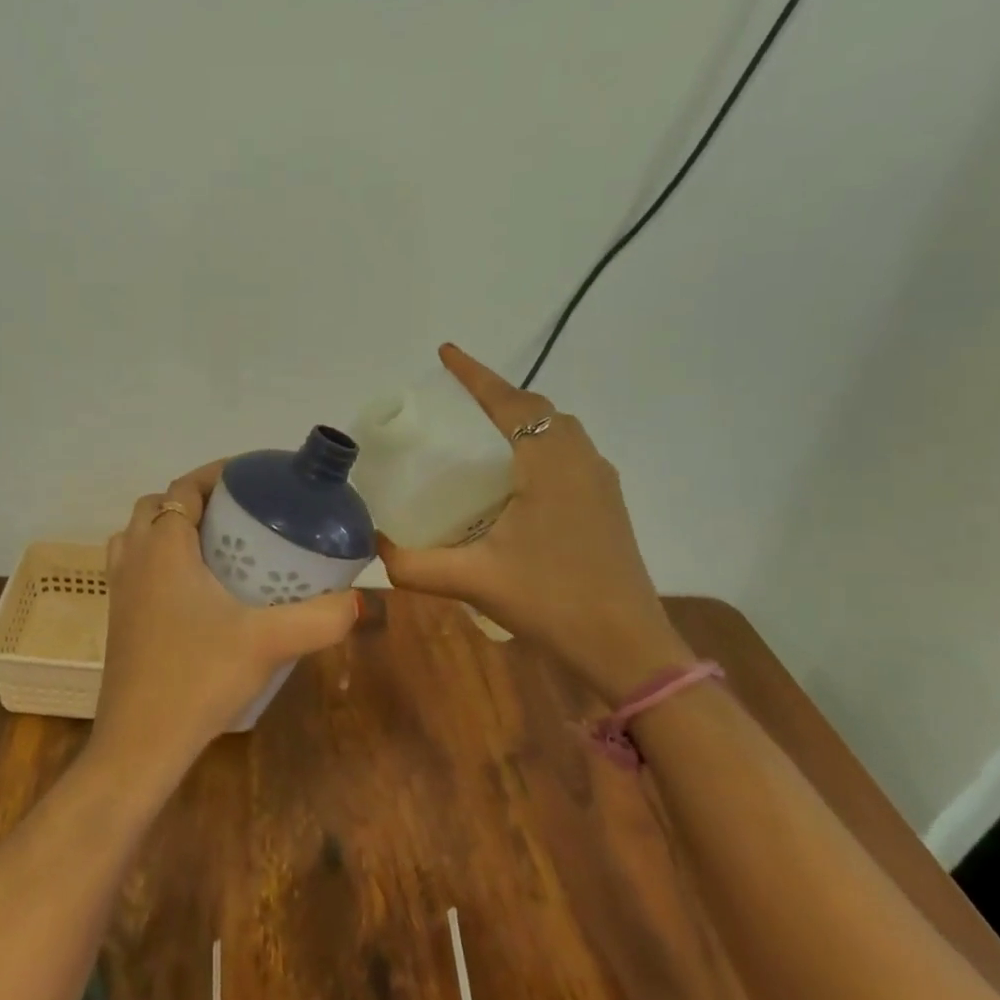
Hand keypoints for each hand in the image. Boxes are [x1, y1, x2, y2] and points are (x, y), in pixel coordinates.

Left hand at [92, 461, 360, 778]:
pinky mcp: (117, 619)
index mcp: (163, 548)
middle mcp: (133, 559)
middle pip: (156, 506)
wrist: (139, 744)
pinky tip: (192, 591)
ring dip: (169, 527)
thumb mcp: (268, 643)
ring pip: (136, 535)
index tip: (252, 478)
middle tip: (238, 514)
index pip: (184, 488)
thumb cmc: (198, 679)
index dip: (215, 475)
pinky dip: (156, 559)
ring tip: (213, 545)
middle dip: (194, 499)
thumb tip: (360, 599)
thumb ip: (320, 617)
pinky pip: (133, 567)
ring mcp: (119, 590)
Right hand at [375, 344, 690, 701]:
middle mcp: (581, 461)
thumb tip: (372, 548)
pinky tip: (514, 479)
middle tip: (456, 402)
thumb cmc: (552, 601)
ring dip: (523, 420)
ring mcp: (600, 483)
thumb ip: (414, 565)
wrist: (628, 647)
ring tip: (481, 433)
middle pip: (538, 410)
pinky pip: (569, 454)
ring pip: (559, 431)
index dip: (476, 375)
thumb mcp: (473, 580)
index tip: (446, 352)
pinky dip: (539, 446)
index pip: (510, 403)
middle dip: (498, 396)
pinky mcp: (607, 506)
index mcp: (550, 465)